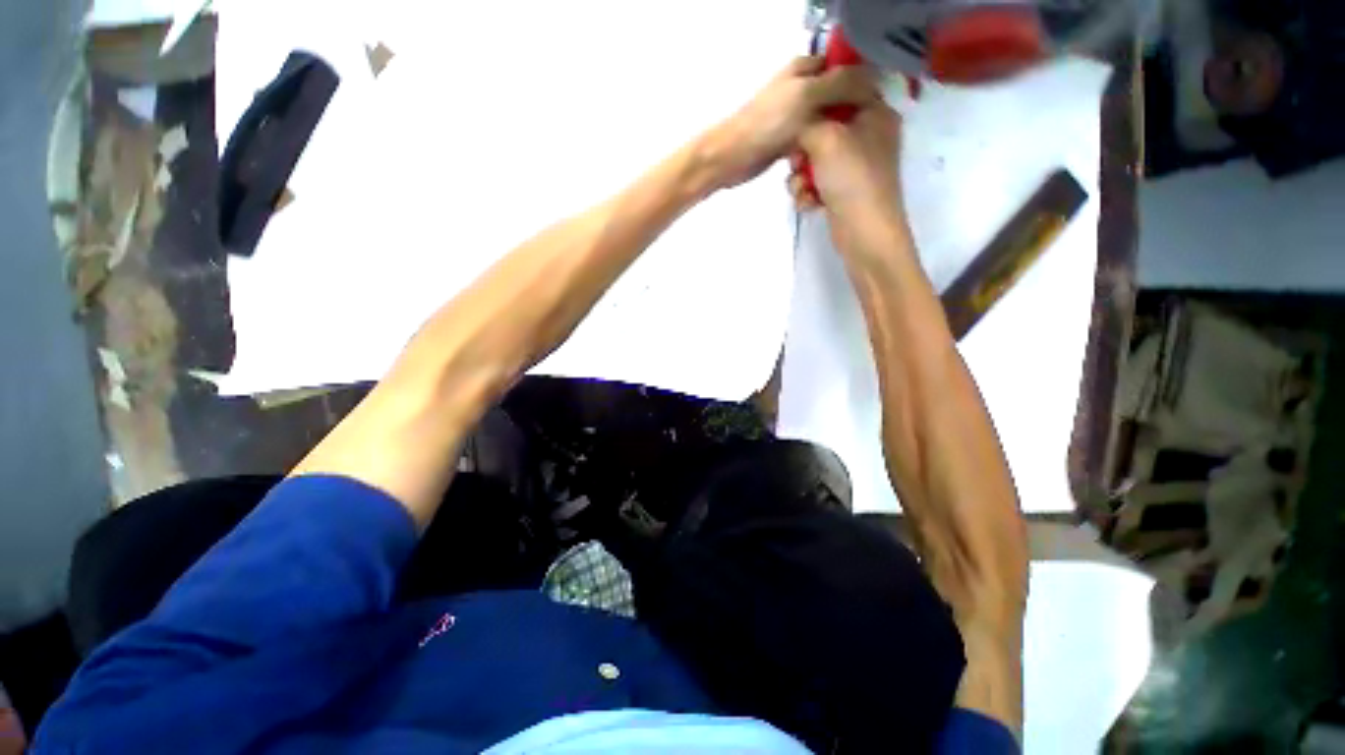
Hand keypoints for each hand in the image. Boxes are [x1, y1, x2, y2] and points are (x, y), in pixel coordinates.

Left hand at [699, 57, 879, 190]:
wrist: (732, 158)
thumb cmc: (767, 124)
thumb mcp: (806, 97)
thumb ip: (839, 85)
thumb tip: (872, 81)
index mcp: (805, 70)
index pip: (844, 68)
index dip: (861, 84)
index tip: (874, 107)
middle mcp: (801, 90)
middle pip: (836, 100)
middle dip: (847, 117)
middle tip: (860, 135)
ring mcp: (794, 119)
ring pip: (824, 126)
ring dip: (831, 139)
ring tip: (842, 153)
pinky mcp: (787, 143)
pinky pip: (811, 146)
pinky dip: (816, 154)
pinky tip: (824, 165)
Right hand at [788, 101, 903, 222]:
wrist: (863, 230)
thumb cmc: (850, 177)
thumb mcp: (825, 138)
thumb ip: (806, 123)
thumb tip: (797, 125)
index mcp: (875, 113)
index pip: (843, 92)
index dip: (817, 102)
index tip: (796, 116)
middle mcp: (868, 136)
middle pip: (825, 130)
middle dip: (803, 149)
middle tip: (796, 161)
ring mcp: (855, 166)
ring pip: (816, 159)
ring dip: (801, 176)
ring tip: (802, 188)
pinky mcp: (843, 190)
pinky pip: (818, 182)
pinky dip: (809, 192)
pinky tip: (808, 202)